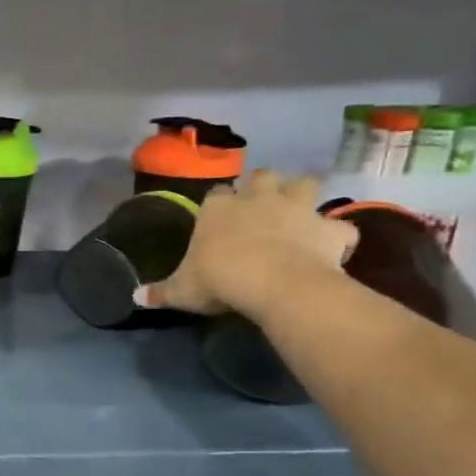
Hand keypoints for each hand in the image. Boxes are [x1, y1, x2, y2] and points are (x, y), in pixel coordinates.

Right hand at [134, 170, 355, 318]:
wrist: (274, 282)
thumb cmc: (220, 279)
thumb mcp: (182, 290)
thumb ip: (161, 292)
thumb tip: (135, 298)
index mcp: (219, 209)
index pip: (218, 194)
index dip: (221, 202)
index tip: (220, 215)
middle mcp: (258, 199)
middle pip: (263, 177)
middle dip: (264, 186)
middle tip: (262, 205)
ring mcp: (298, 209)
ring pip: (306, 184)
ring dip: (304, 195)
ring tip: (300, 213)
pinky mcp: (329, 229)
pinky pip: (341, 228)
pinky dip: (338, 236)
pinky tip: (332, 248)